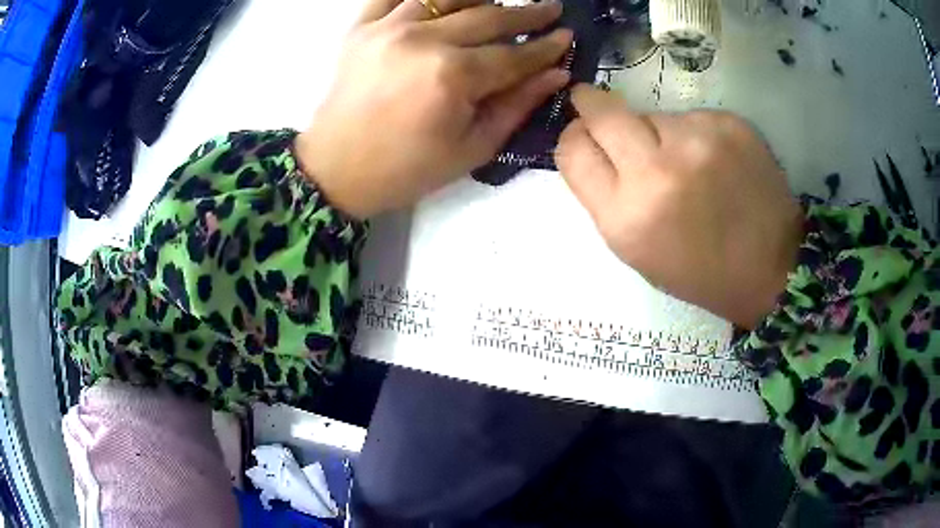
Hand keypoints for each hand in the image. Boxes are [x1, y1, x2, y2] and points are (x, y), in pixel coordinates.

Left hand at [295, 0, 572, 218]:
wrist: (336, 168)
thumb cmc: (406, 169)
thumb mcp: (471, 148)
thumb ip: (516, 105)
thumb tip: (556, 74)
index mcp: (452, 76)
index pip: (514, 54)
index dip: (545, 46)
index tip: (567, 36)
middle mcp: (423, 40)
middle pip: (488, 16)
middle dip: (526, 13)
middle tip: (549, 9)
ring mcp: (388, 28)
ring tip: (499, 5)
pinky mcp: (361, 27)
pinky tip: (443, 1)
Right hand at [556, 85, 803, 328]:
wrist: (772, 268)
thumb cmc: (700, 271)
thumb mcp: (637, 250)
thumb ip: (606, 195)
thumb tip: (591, 143)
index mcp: (626, 217)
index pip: (572, 150)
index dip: (573, 137)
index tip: (582, 133)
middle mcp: (656, 171)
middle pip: (603, 113)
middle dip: (592, 104)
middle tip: (593, 102)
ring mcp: (696, 141)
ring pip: (651, 114)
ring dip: (655, 131)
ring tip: (686, 163)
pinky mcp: (728, 124)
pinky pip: (690, 117)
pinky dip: (693, 134)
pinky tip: (715, 162)